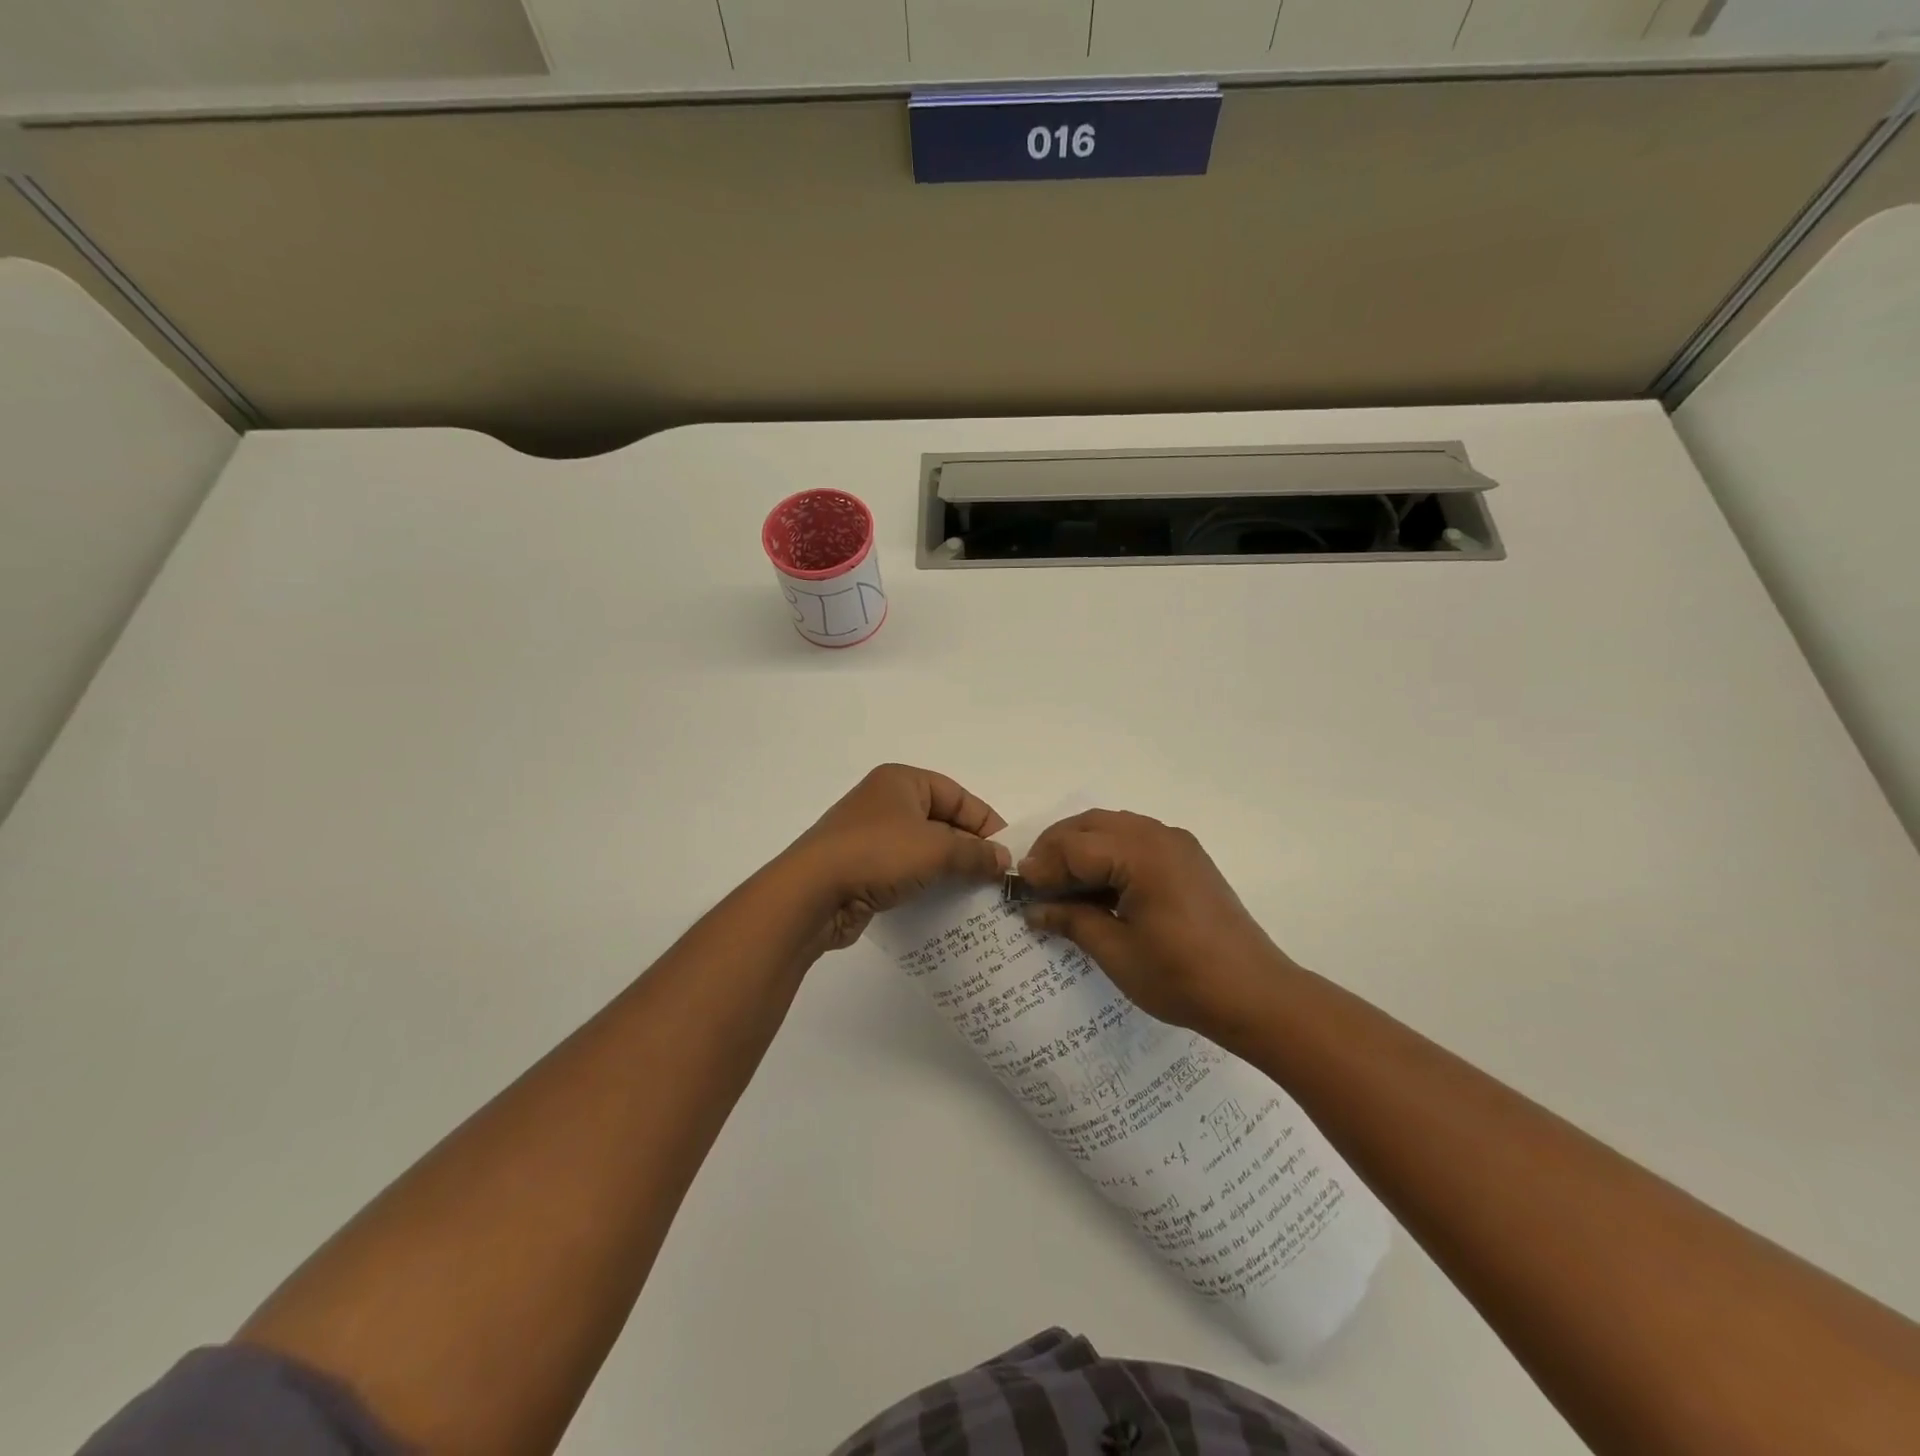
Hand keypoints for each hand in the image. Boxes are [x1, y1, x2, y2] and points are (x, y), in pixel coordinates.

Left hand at [780, 765, 1010, 950]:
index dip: (986, 823)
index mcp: (902, 781)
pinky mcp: (861, 867)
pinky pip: (903, 871)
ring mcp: (870, 835)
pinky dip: (924, 885)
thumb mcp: (936, 849)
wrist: (811, 893)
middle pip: (942, 822)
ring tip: (976, 897)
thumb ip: (975, 853)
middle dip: (969, 849)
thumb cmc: (877, 854)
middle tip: (995, 879)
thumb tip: (1003, 861)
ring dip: (948, 870)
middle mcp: (885, 801)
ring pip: (923, 849)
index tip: (1008, 855)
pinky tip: (943, 907)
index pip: (958, 796)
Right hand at [1018, 809, 1296, 1047]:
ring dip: (1082, 847)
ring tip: (1062, 884)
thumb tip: (1035, 909)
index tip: (1021, 891)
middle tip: (1036, 882)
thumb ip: (1072, 920)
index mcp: (1141, 854)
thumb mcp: (1116, 952)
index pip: (1074, 845)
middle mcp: (1159, 836)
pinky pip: (1136, 839)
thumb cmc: (1182, 977)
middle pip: (1091, 824)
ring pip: (1113, 826)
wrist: (1256, 995)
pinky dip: (1108, 853)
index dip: (1042, 865)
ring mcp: (1178, 844)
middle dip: (1057, 848)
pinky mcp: (1188, 858)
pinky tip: (1099, 886)